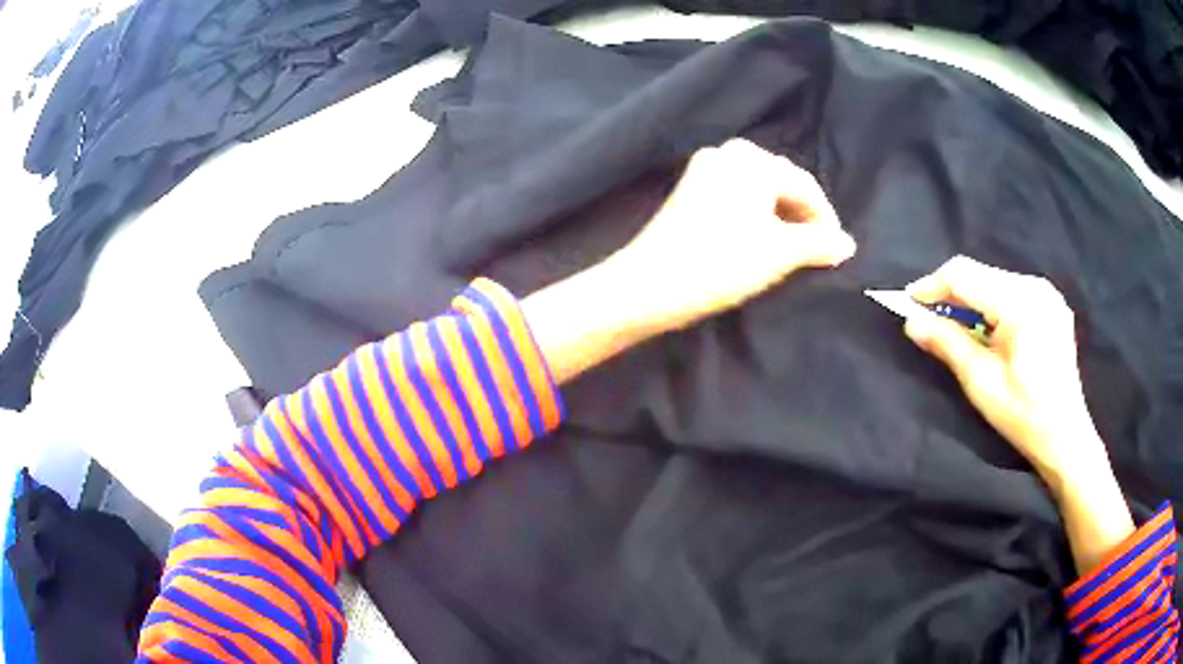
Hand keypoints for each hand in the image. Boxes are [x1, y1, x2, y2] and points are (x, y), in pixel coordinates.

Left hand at [604, 138, 856, 330]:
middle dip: (803, 217)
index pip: (805, 186)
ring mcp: (705, 169)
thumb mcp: (779, 253)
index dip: (826, 220)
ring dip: (781, 217)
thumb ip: (818, 244)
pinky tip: (763, 239)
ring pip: (759, 191)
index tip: (838, 252)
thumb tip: (847, 244)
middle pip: (781, 184)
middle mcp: (728, 153)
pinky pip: (738, 196)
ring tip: (795, 250)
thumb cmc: (721, 263)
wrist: (649, 284)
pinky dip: (757, 216)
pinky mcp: (690, 190)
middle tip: (818, 251)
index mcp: (752, 160)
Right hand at [903, 256, 1132, 572]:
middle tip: (927, 318)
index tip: (907, 303)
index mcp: (1021, 303)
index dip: (932, 285)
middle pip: (980, 274)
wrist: (1065, 435)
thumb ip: (947, 343)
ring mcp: (1046, 293)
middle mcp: (1035, 286)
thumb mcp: (981, 382)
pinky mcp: (1050, 304)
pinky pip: (1010, 291)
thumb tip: (911, 321)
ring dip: (970, 299)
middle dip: (950, 293)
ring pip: (994, 281)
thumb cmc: (1023, 414)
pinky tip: (986, 329)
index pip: (965, 275)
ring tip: (955, 326)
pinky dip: (990, 305)